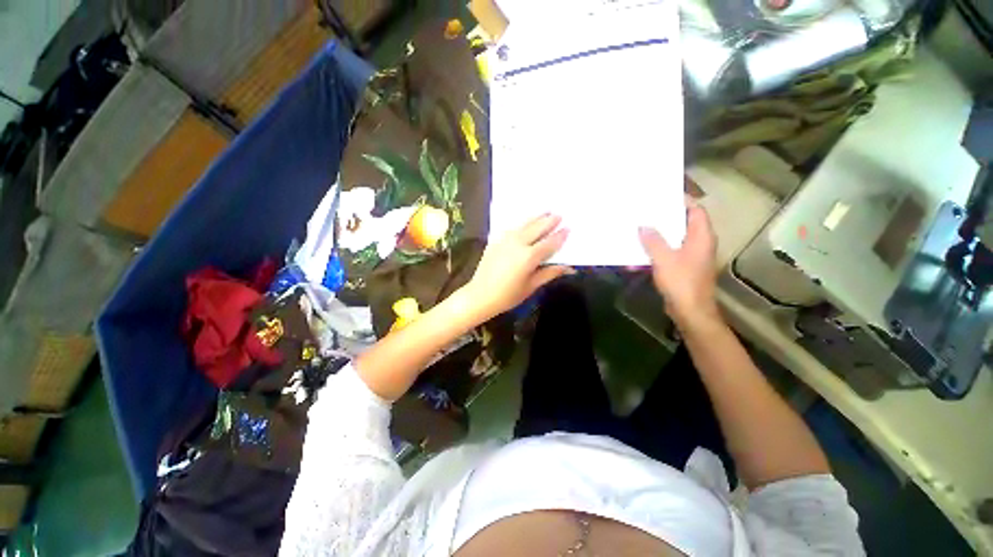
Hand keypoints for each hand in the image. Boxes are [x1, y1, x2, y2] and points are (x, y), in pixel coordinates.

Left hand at [465, 214, 572, 319]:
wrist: (480, 295)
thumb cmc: (508, 295)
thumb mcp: (532, 286)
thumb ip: (550, 273)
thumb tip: (570, 268)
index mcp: (529, 256)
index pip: (549, 242)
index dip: (560, 236)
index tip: (568, 228)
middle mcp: (518, 243)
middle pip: (537, 228)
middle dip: (549, 221)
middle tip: (559, 215)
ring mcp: (505, 240)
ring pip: (524, 224)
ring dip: (536, 218)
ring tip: (546, 211)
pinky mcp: (495, 240)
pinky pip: (512, 228)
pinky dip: (522, 223)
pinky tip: (525, 223)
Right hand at [639, 201, 721, 332]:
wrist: (690, 311)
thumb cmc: (681, 282)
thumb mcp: (664, 258)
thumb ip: (653, 240)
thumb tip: (643, 226)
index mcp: (701, 237)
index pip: (696, 210)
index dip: (683, 201)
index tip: (663, 195)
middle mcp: (699, 244)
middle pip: (683, 224)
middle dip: (665, 218)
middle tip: (645, 211)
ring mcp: (691, 257)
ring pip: (673, 239)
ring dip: (657, 236)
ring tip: (638, 229)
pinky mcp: (682, 268)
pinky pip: (667, 254)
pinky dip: (654, 252)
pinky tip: (637, 255)